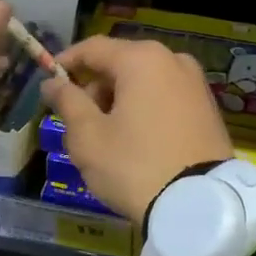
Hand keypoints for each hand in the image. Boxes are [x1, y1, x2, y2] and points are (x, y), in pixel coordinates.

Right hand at [42, 36, 233, 223]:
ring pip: (143, 82)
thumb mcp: (88, 137)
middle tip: (76, 121)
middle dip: (94, 88)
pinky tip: (135, 141)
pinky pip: (165, 97)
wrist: (200, 207)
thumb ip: (67, 102)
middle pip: (120, 64)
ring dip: (119, 100)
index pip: (92, 48)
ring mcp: (195, 84)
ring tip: (106, 137)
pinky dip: (144, 110)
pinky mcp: (208, 108)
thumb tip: (51, 83)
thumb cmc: (134, 165)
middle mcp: (173, 60)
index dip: (65, 62)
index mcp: (142, 59)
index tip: (48, 82)